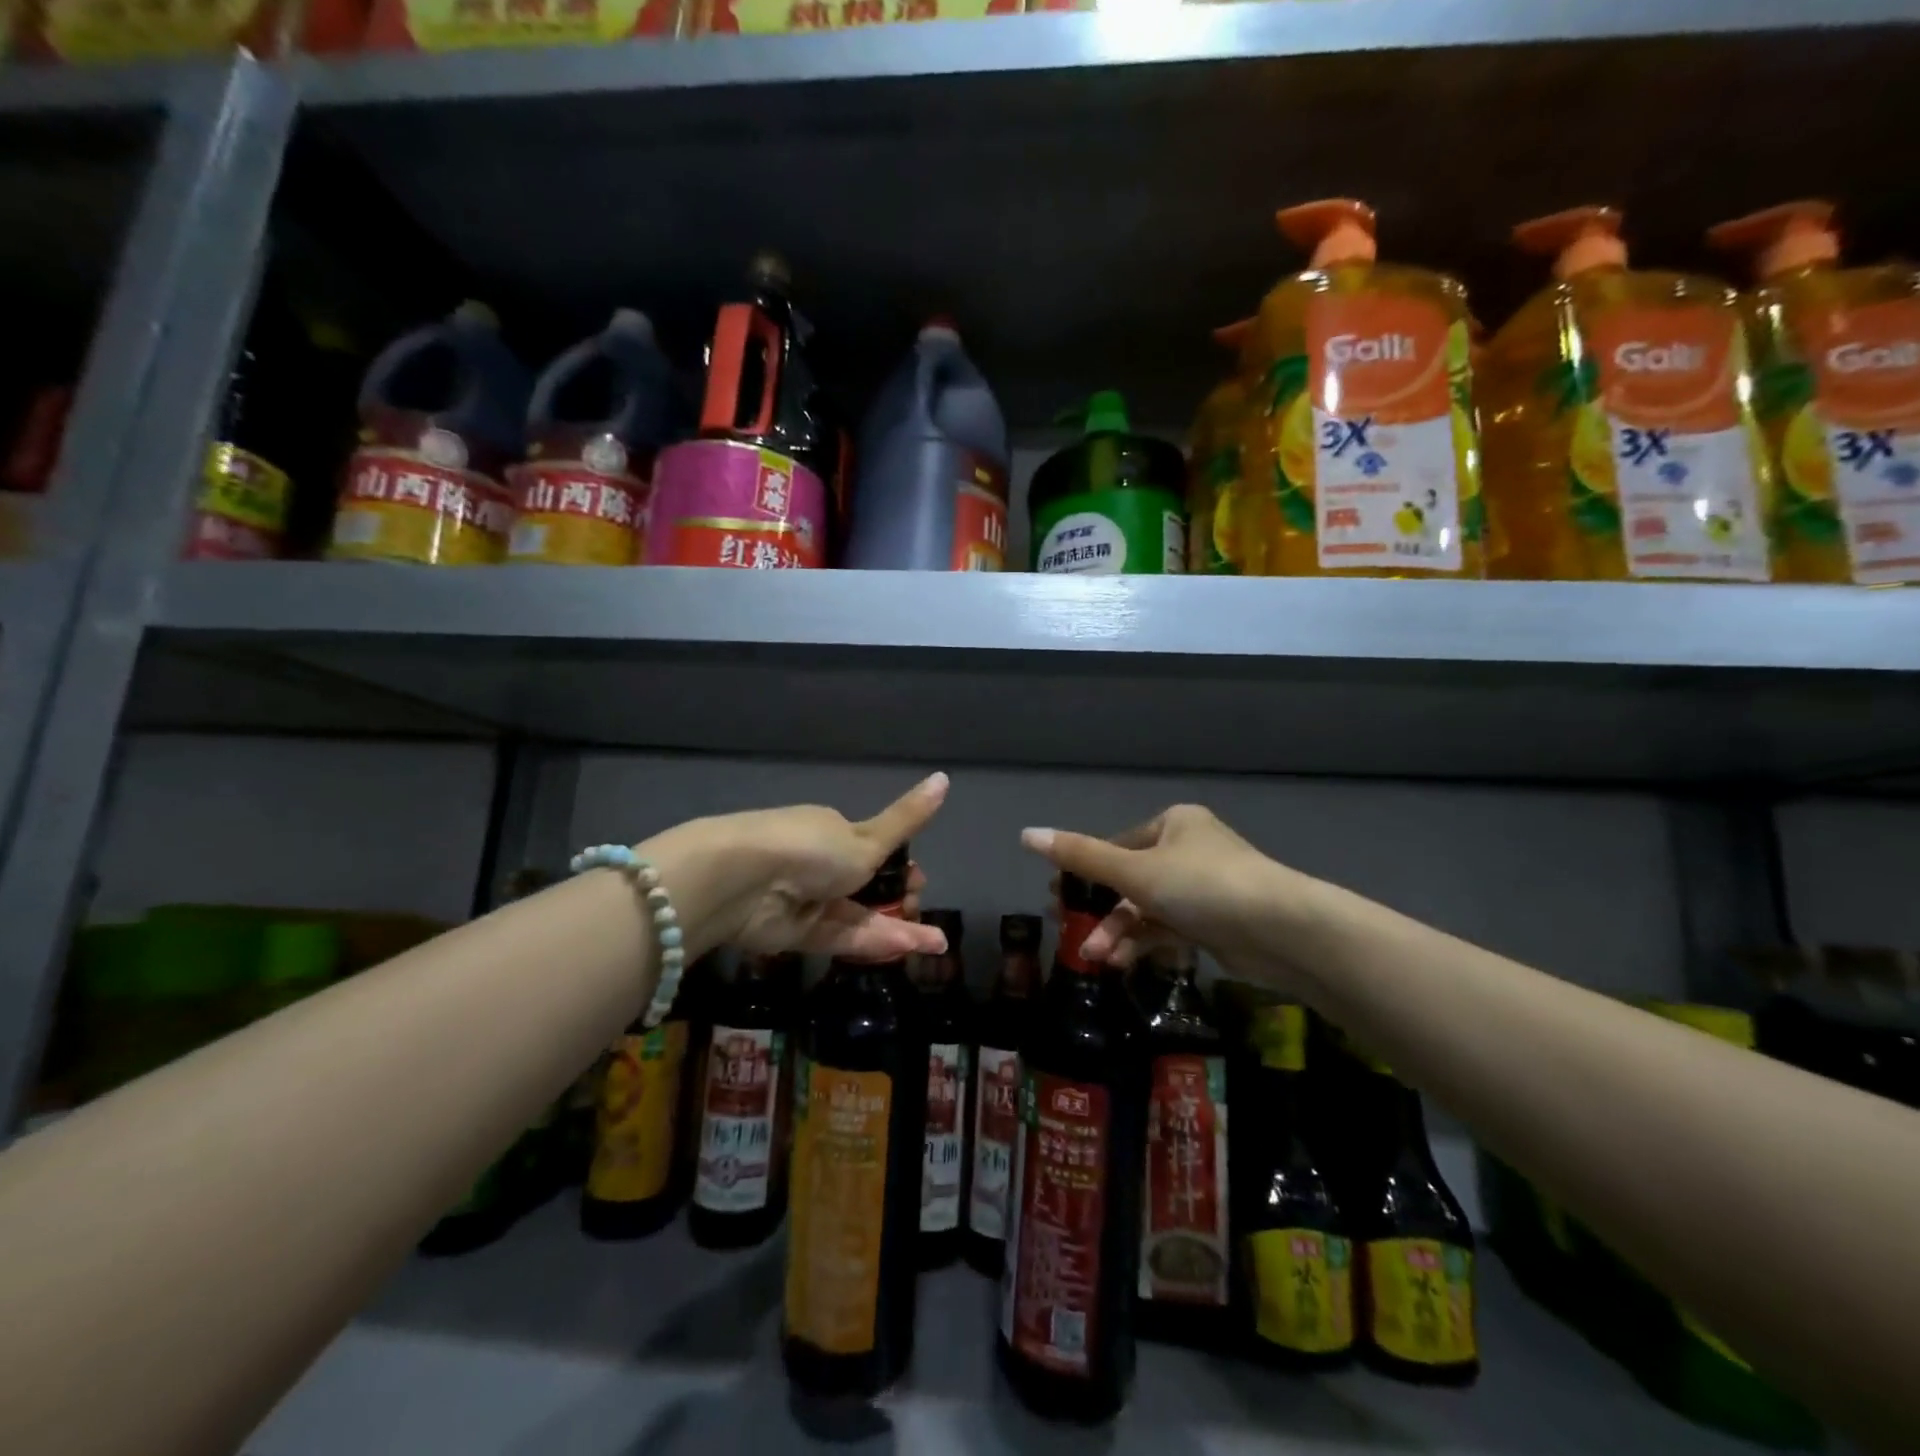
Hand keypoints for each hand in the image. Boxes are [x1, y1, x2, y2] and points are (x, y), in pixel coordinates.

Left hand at [650, 772, 951, 961]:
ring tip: (936, 943)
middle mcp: (820, 866)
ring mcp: (809, 901)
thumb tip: (945, 776)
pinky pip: (843, 938)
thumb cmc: (811, 848)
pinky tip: (911, 949)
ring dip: (898, 928)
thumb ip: (908, 819)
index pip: (873, 851)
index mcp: (833, 832)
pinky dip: (875, 942)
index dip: (901, 868)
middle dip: (900, 901)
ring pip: (860, 917)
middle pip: (867, 888)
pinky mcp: (798, 935)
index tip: (920, 881)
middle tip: (922, 910)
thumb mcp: (868, 837)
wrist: (744, 879)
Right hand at [1019, 804, 1299, 976]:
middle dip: (1100, 910)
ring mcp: (1203, 889)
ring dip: (1118, 932)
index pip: (1117, 845)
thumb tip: (1025, 834)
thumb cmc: (1201, 885)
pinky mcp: (1214, 923)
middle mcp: (1188, 850)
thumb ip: (1081, 856)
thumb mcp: (1134, 870)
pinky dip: (1143, 943)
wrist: (1280, 931)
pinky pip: (1167, 929)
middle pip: (1129, 880)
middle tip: (1066, 928)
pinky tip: (1119, 962)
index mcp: (1174, 824)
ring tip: (1094, 957)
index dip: (1084, 871)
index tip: (1056, 896)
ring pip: (1146, 909)